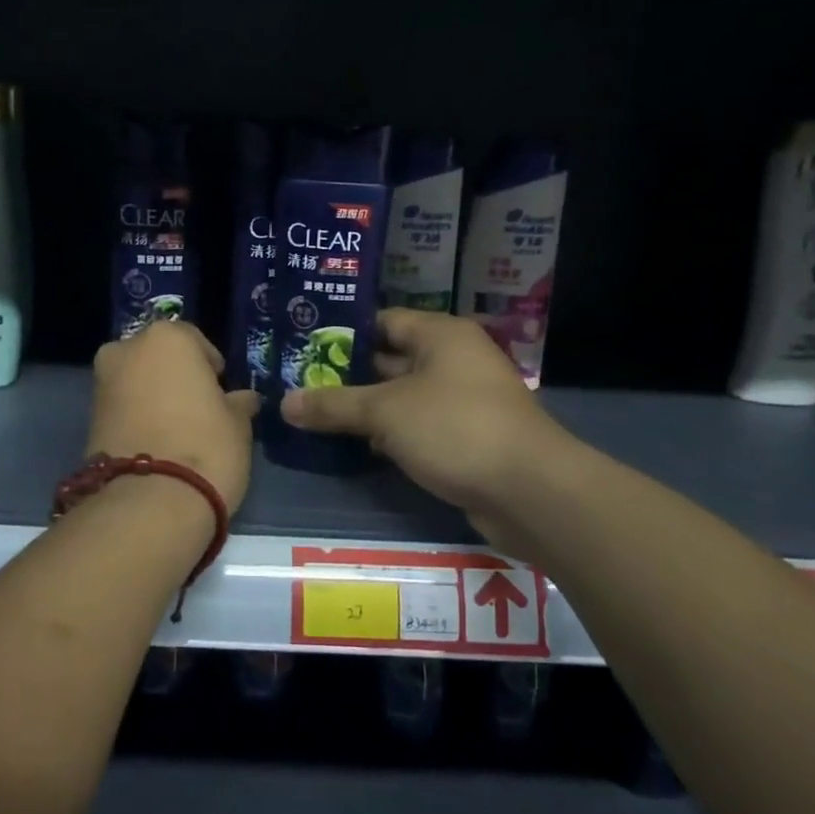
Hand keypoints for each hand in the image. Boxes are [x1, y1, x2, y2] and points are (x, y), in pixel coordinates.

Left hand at [87, 322, 261, 516]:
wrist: (149, 503)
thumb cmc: (206, 447)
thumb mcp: (238, 423)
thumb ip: (238, 403)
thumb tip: (242, 399)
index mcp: (167, 337)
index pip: (195, 341)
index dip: (211, 367)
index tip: (221, 392)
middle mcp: (127, 349)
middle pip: (158, 358)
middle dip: (175, 377)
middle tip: (197, 409)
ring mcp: (102, 383)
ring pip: (137, 382)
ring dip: (154, 398)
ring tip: (177, 431)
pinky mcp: (88, 418)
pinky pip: (122, 408)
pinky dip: (137, 418)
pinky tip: (156, 445)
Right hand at [280, 309, 574, 526]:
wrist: (529, 492)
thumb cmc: (454, 428)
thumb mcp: (385, 412)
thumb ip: (334, 405)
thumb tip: (284, 403)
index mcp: (440, 335)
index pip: (383, 321)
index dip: (343, 333)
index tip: (303, 346)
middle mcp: (454, 360)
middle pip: (391, 359)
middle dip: (348, 374)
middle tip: (300, 382)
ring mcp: (462, 401)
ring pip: (402, 397)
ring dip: (366, 408)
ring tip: (315, 413)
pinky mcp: (465, 438)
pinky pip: (418, 426)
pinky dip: (390, 434)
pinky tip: (356, 446)